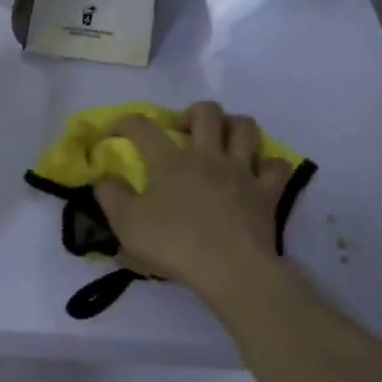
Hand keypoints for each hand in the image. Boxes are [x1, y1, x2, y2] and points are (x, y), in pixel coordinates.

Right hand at [94, 101, 294, 300]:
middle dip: (191, 113)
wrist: (229, 268)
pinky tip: (256, 172)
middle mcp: (208, 156)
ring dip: (232, 126)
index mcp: (171, 161)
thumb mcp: (125, 224)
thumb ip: (110, 196)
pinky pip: (275, 166)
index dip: (125, 122)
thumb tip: (106, 178)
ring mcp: (242, 172)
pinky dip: (266, 164)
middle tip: (181, 131)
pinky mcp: (267, 193)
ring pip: (245, 128)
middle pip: (206, 113)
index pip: (143, 127)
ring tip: (221, 140)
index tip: (114, 132)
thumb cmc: (173, 244)